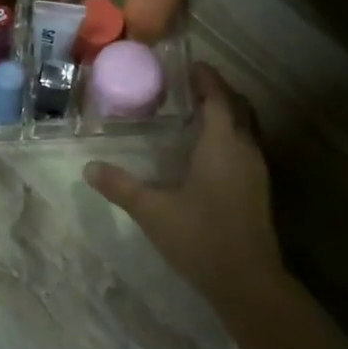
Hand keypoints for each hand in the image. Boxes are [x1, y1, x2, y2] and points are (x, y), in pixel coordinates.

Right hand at [85, 64, 283, 301]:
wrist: (248, 282)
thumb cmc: (201, 237)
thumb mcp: (152, 210)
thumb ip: (120, 186)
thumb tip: (89, 168)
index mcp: (222, 143)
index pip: (218, 97)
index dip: (206, 78)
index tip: (190, 66)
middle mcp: (245, 149)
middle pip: (237, 108)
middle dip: (217, 93)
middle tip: (189, 88)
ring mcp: (256, 171)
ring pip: (245, 129)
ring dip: (225, 116)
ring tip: (195, 116)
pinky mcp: (258, 190)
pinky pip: (245, 148)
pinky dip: (229, 138)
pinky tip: (206, 155)